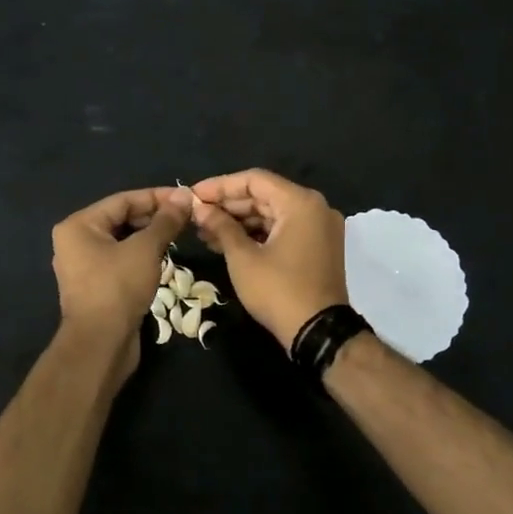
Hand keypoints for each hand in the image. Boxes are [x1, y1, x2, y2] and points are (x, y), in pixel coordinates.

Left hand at [50, 187, 189, 375]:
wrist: (101, 344)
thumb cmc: (118, 288)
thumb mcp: (145, 249)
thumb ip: (165, 221)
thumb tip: (185, 196)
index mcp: (79, 226)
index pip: (123, 200)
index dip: (157, 197)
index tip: (186, 197)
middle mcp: (76, 242)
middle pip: (121, 219)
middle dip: (154, 217)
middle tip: (187, 217)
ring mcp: (84, 266)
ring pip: (123, 241)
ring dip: (150, 237)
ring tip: (180, 234)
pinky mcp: (96, 287)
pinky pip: (121, 261)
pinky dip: (142, 256)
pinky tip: (164, 257)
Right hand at [189, 169, 348, 350]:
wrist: (318, 333)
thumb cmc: (278, 291)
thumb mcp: (243, 258)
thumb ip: (221, 226)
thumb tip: (199, 208)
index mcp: (301, 202)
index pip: (254, 180)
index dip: (220, 186)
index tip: (193, 195)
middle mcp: (315, 208)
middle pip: (264, 196)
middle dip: (228, 206)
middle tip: (195, 216)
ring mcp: (319, 228)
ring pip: (272, 214)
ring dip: (239, 222)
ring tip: (205, 232)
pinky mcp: (317, 247)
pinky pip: (283, 230)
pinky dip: (257, 235)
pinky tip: (227, 243)